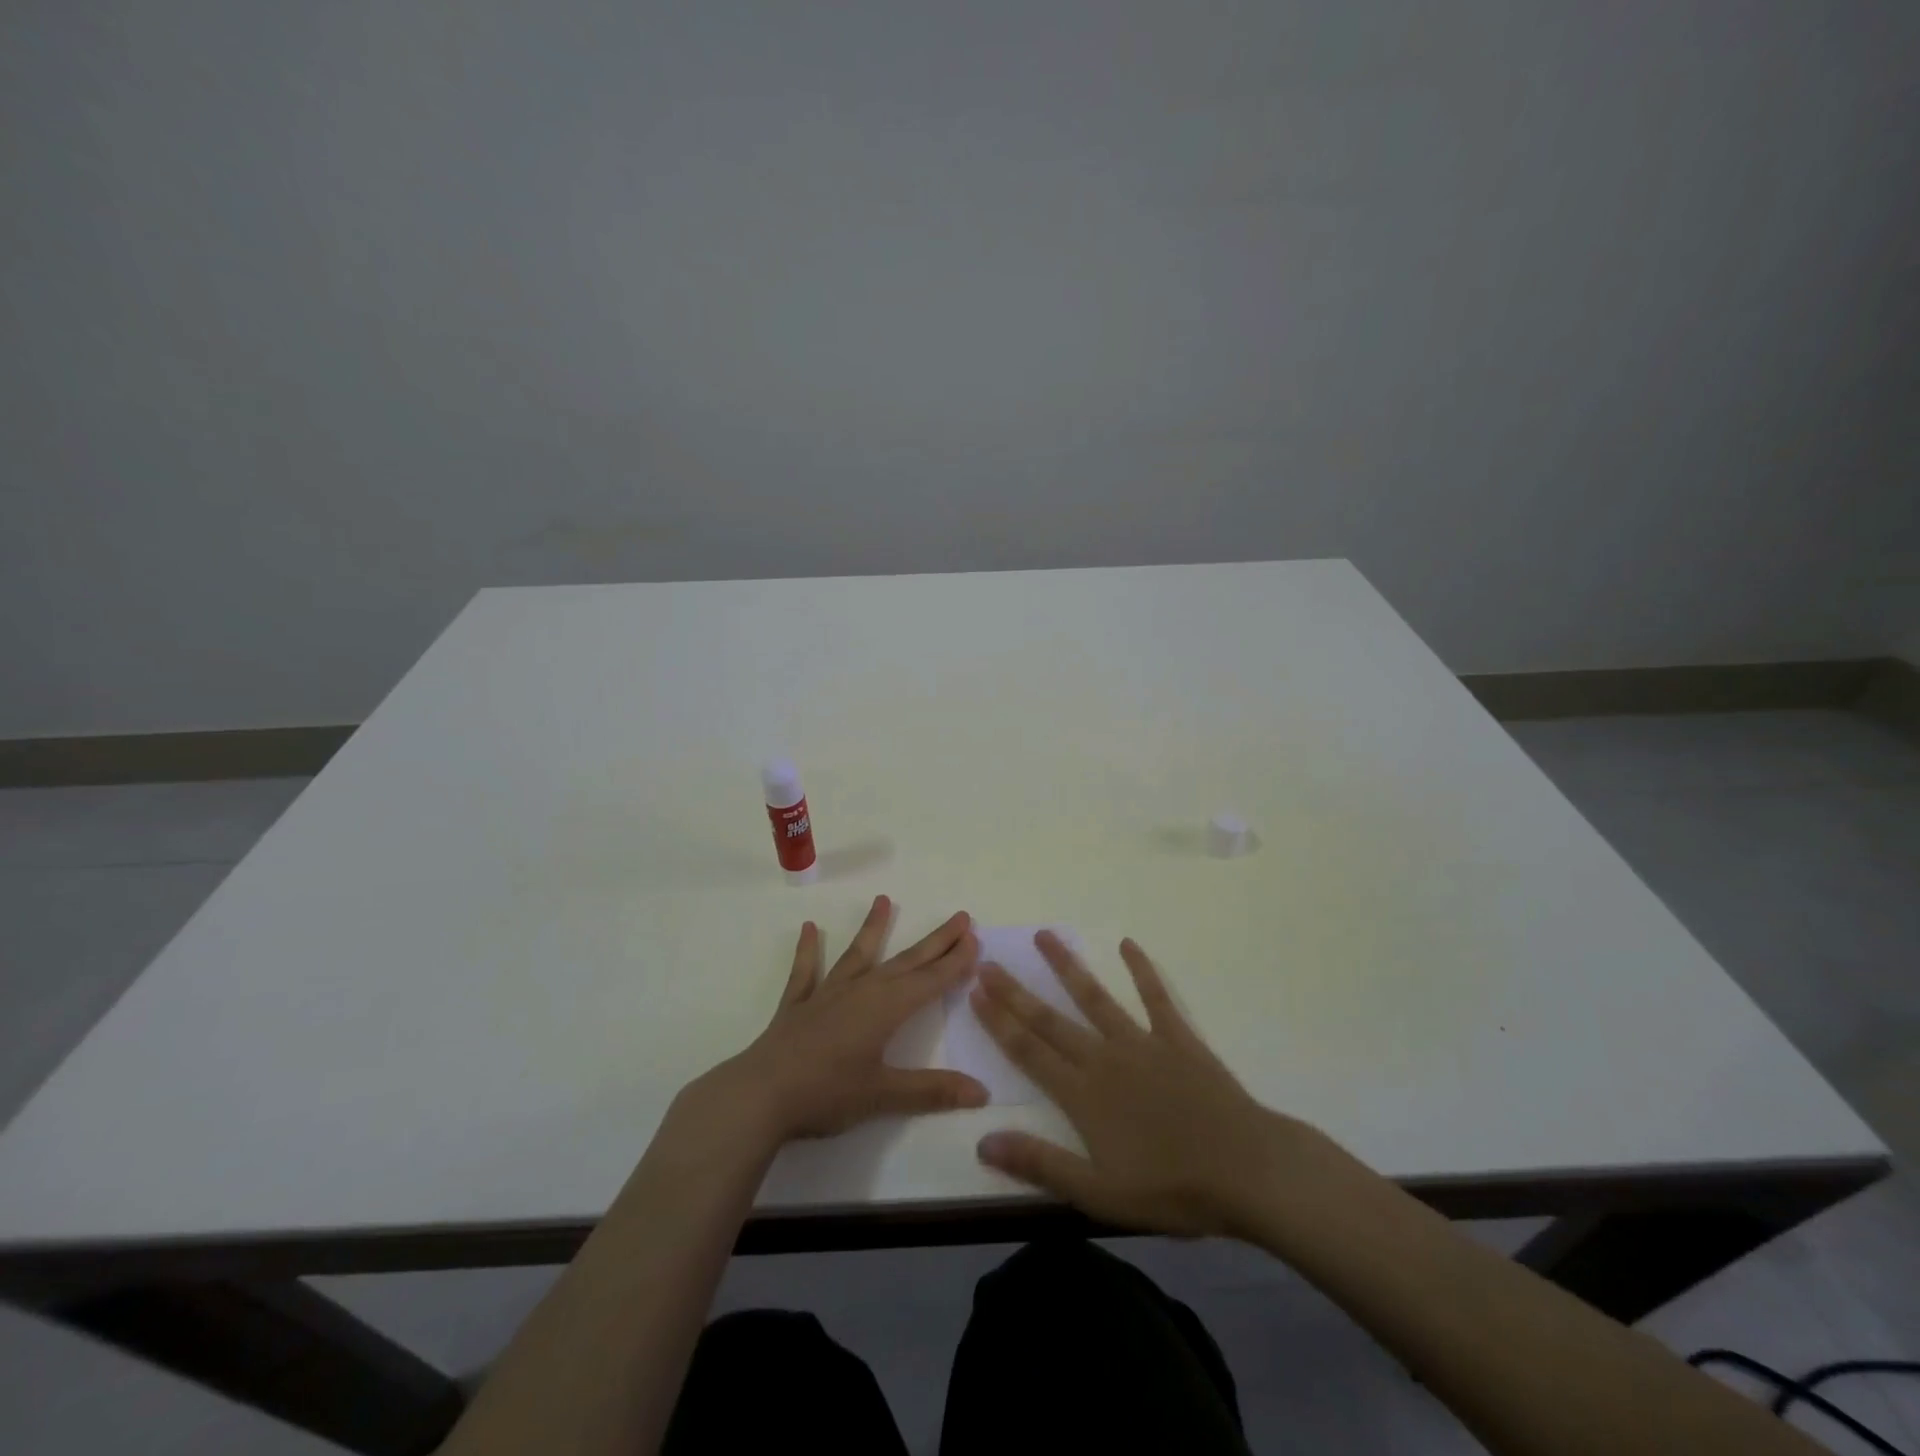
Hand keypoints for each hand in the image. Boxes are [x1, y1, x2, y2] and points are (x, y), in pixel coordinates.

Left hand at [697, 895, 988, 1147]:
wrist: (760, 1096)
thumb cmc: (826, 1094)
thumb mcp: (884, 1096)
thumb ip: (932, 1090)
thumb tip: (982, 1092)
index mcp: (886, 1009)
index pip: (930, 980)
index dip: (954, 961)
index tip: (974, 938)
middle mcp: (861, 991)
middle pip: (906, 961)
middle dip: (935, 941)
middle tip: (959, 917)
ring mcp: (827, 994)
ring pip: (858, 955)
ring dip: (873, 929)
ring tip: (884, 899)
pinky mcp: (798, 1005)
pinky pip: (806, 971)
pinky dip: (809, 950)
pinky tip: (809, 928)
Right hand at [971, 933, 1313, 1237]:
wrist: (1246, 1171)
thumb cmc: (1172, 1189)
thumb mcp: (1099, 1194)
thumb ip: (1041, 1164)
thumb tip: (983, 1142)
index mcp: (1082, 1095)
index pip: (1028, 1051)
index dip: (999, 1021)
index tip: (976, 992)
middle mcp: (1104, 1059)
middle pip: (1050, 1019)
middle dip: (1016, 991)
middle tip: (989, 961)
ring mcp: (1142, 1042)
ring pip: (1095, 997)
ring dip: (1067, 966)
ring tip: (1044, 936)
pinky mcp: (1178, 1038)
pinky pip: (1156, 997)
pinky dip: (1141, 969)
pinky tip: (1128, 945)